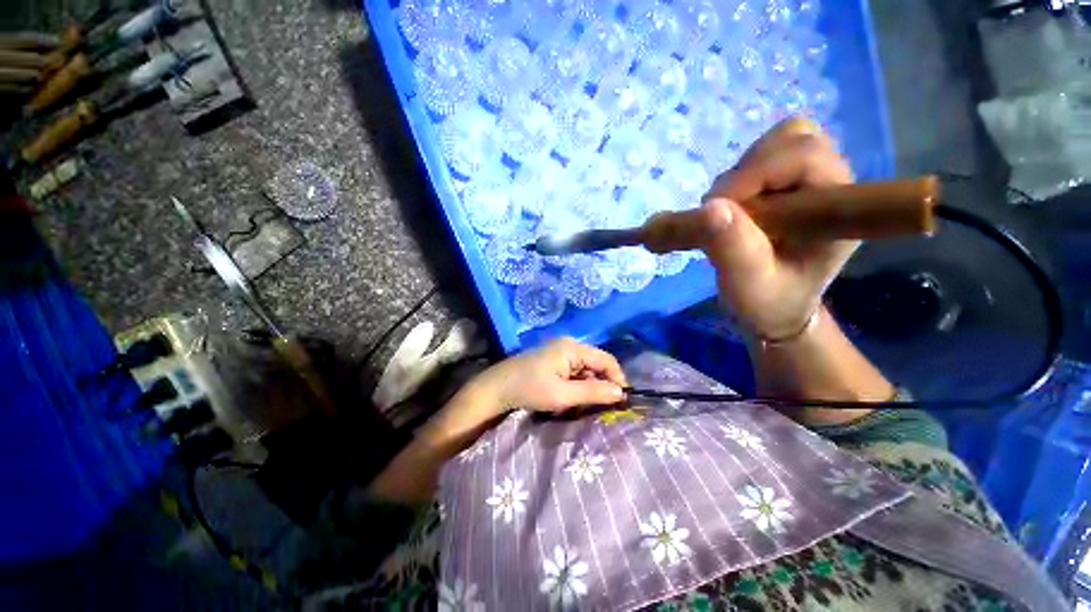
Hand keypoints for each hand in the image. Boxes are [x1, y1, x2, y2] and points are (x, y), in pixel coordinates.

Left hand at [463, 337, 627, 417]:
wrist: (496, 388)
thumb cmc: (529, 389)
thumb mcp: (562, 395)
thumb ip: (593, 392)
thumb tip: (621, 393)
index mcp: (572, 348)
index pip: (606, 359)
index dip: (617, 378)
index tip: (622, 400)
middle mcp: (569, 345)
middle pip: (596, 363)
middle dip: (602, 384)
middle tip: (603, 407)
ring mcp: (560, 351)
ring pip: (585, 369)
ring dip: (589, 386)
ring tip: (586, 404)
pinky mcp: (553, 360)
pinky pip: (574, 371)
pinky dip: (578, 385)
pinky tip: (573, 398)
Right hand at [698, 117, 855, 339]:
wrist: (776, 307)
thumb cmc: (768, 301)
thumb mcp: (746, 283)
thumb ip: (732, 247)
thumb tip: (709, 207)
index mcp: (839, 210)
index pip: (805, 158)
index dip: (754, 174)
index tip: (713, 209)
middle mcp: (835, 185)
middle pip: (793, 138)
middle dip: (746, 173)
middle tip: (722, 212)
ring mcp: (815, 179)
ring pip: (779, 141)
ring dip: (743, 172)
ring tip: (729, 212)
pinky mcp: (794, 182)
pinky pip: (766, 155)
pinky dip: (742, 174)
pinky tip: (735, 206)